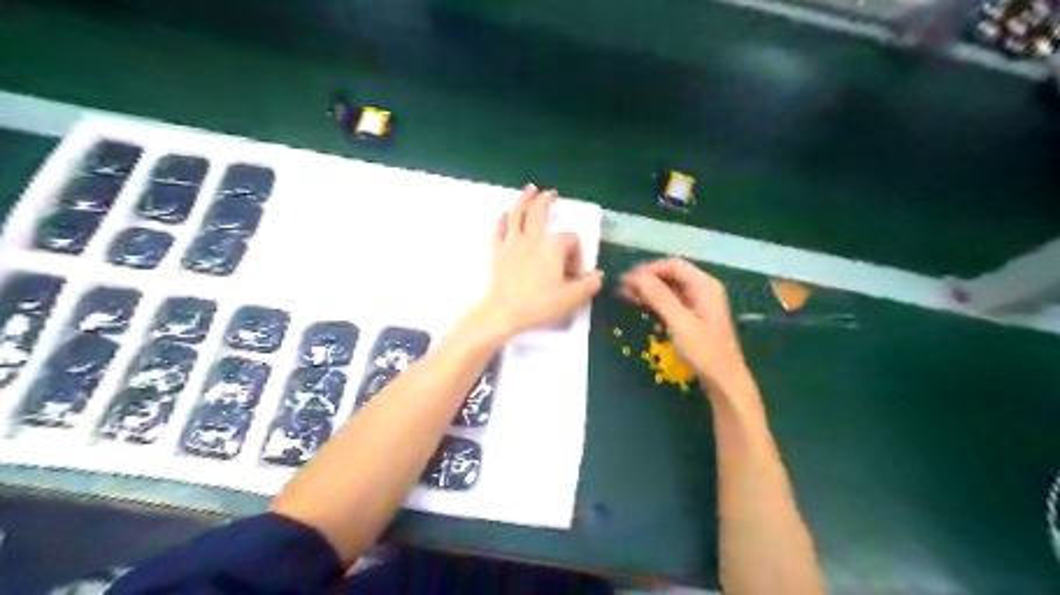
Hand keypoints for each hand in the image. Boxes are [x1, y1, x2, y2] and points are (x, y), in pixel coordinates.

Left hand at [475, 183, 598, 340]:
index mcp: (553, 246)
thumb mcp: (572, 298)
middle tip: (552, 193)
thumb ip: (589, 285)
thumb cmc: (540, 304)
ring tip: (530, 189)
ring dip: (524, 199)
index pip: (570, 239)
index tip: (573, 273)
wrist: (504, 312)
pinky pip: (499, 230)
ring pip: (517, 214)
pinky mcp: (497, 251)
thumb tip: (598, 275)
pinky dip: (502, 220)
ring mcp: (512, 242)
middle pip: (540, 212)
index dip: (576, 253)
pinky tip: (504, 214)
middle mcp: (533, 237)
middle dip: (547, 201)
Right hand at [619, 259, 748, 393]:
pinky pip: (672, 302)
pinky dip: (656, 302)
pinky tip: (642, 308)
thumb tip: (636, 276)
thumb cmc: (705, 352)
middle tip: (623, 289)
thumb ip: (659, 297)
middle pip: (671, 275)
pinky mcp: (693, 317)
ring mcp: (699, 304)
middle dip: (647, 279)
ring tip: (627, 296)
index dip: (649, 269)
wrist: (724, 381)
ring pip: (670, 289)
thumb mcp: (680, 323)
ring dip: (649, 290)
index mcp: (704, 285)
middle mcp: (703, 289)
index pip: (673, 265)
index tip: (628, 280)